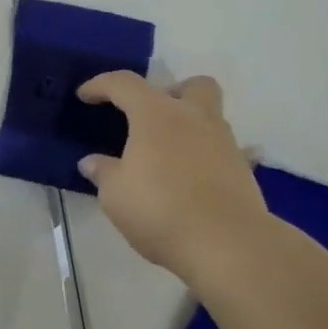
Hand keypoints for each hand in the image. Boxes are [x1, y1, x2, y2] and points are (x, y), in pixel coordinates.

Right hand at [77, 73, 272, 286]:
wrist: (226, 244)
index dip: (101, 85)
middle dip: (170, 92)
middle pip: (191, 85)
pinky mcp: (243, 170)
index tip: (84, 96)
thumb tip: (92, 162)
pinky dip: (206, 158)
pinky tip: (192, 180)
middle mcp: (194, 118)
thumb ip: (103, 172)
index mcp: (157, 114)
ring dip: (189, 126)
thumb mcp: (115, 195)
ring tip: (167, 156)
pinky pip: (224, 152)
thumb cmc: (160, 210)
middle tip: (150, 117)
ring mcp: (224, 142)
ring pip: (210, 116)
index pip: (124, 84)